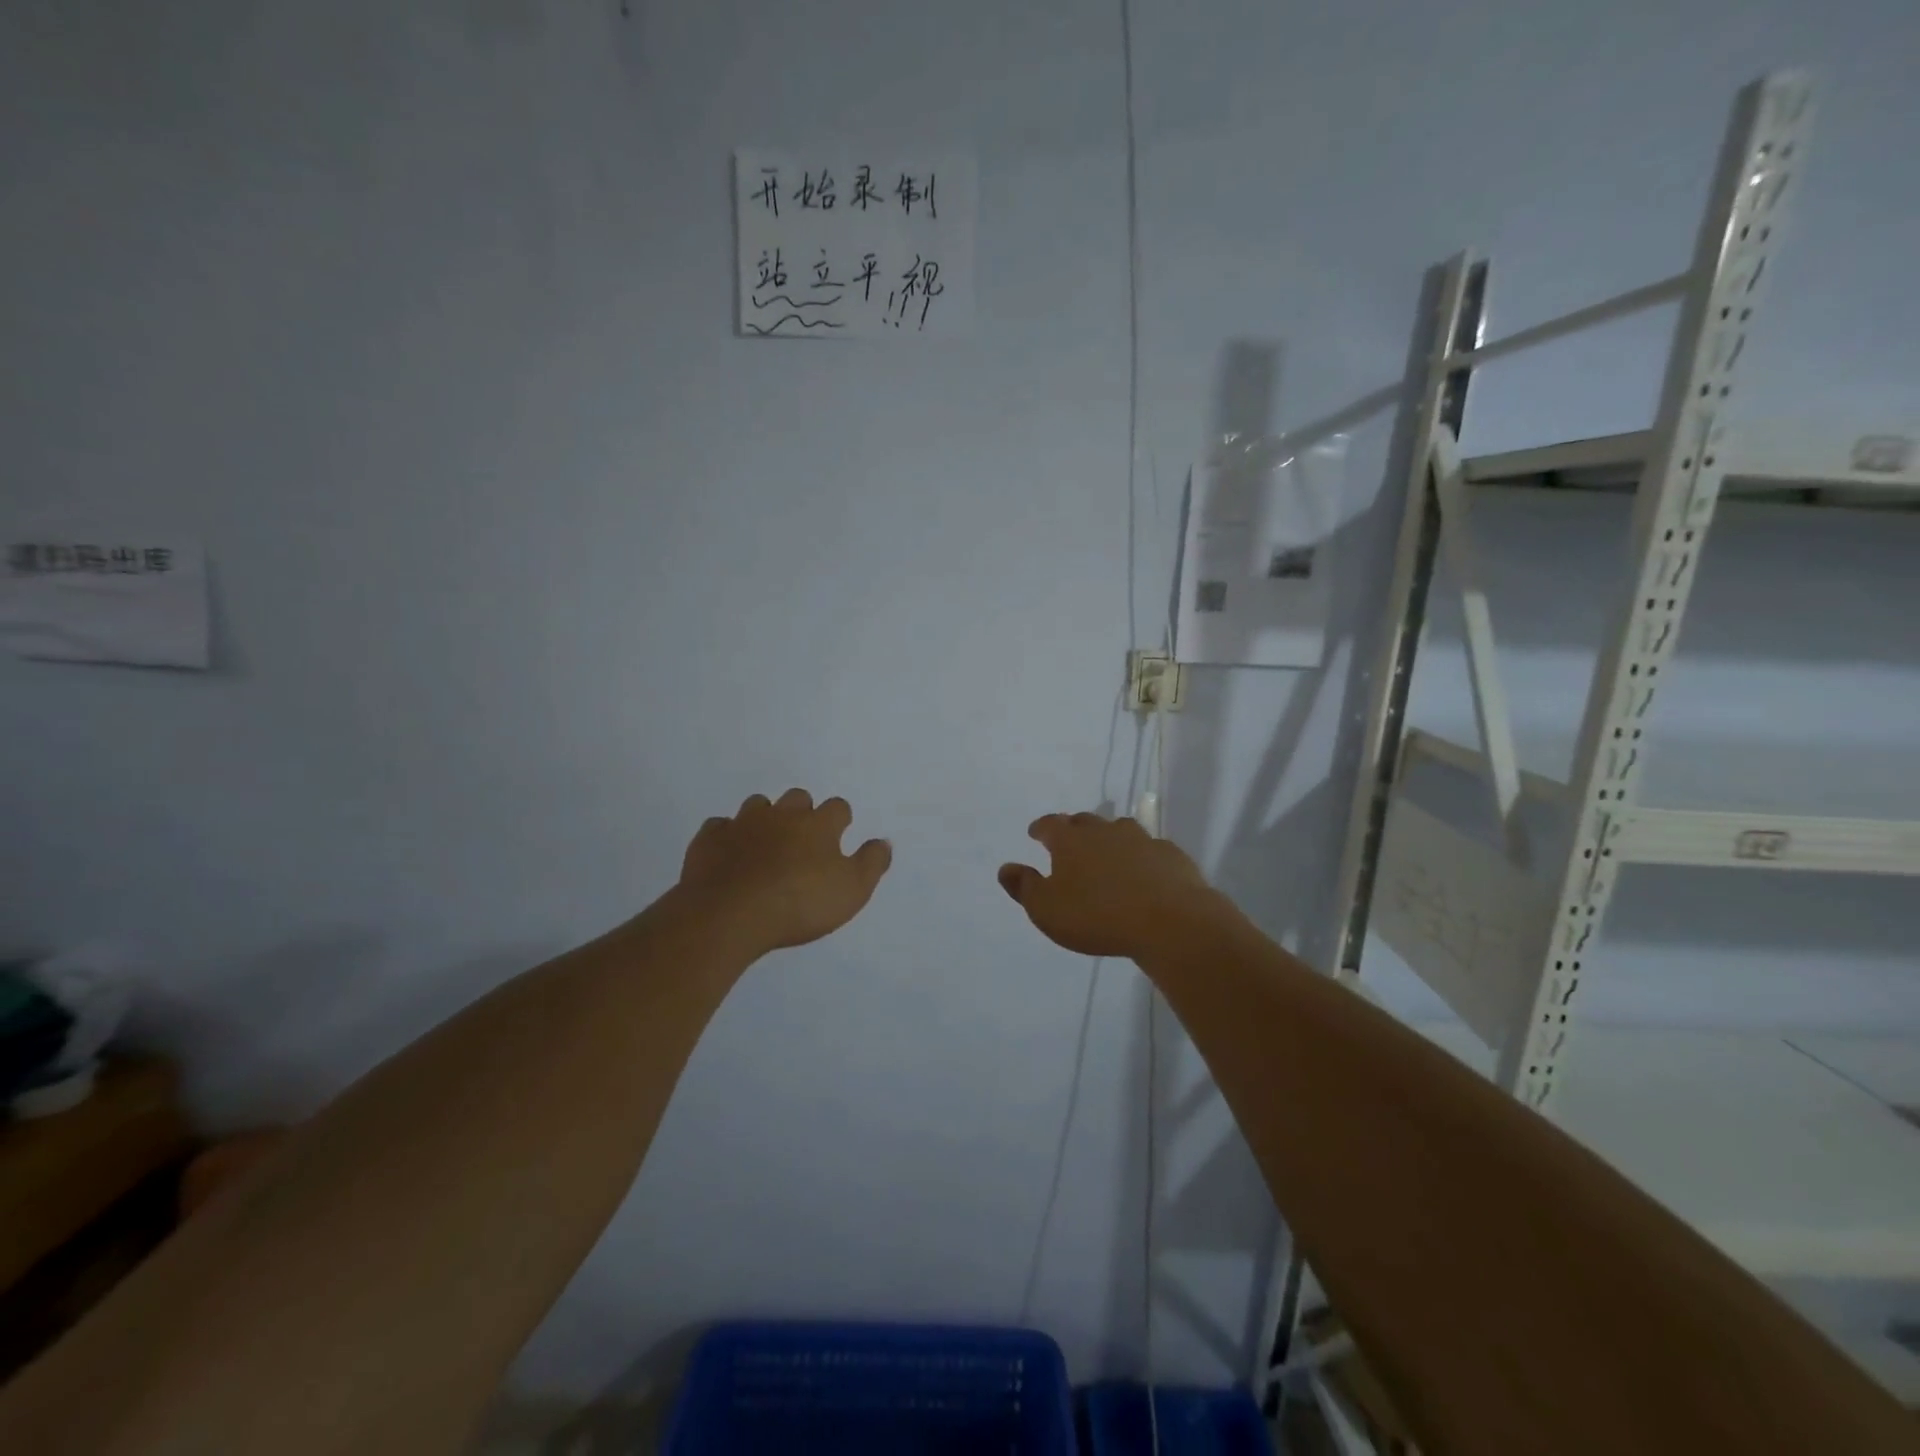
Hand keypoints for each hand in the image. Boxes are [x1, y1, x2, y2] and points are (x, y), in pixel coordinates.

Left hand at [677, 789, 891, 954]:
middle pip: (797, 798)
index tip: (838, 836)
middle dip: (802, 812)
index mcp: (819, 825)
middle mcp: (782, 815)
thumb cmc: (799, 903)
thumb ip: (871, 863)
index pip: (838, 808)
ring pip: (757, 805)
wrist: (730, 914)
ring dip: (764, 819)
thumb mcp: (852, 890)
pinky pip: (720, 826)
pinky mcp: (710, 839)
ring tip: (765, 844)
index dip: (839, 821)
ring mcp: (743, 823)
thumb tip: (883, 842)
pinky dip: (727, 836)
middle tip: (802, 840)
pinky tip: (729, 853)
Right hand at [998, 813, 1223, 959]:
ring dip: (1110, 839)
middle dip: (1074, 830)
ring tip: (1107, 854)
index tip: (1035, 833)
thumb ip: (1025, 887)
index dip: (1041, 827)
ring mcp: (1141, 840)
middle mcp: (1104, 831)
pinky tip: (1144, 873)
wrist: (1169, 921)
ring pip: (1120, 830)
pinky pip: (1150, 850)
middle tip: (1069, 843)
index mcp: (1070, 841)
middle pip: (1085, 822)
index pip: (1050, 824)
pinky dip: (1141, 857)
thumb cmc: (1097, 916)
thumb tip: (1006, 868)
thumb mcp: (1047, 910)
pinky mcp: (1170, 855)